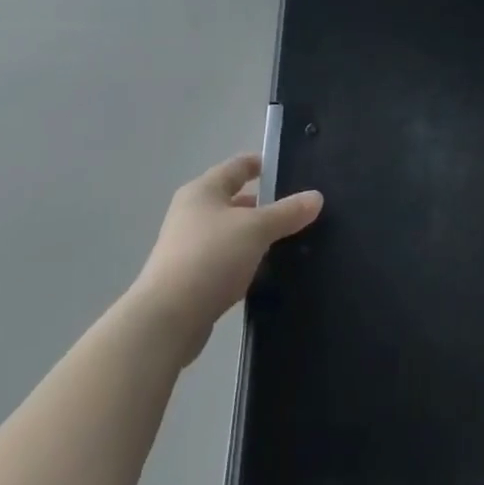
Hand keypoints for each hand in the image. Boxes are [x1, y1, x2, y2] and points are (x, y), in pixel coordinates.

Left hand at [131, 154, 322, 364]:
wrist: (166, 320)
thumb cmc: (211, 257)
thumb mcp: (256, 229)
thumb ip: (288, 212)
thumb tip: (317, 196)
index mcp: (203, 191)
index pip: (238, 166)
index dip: (262, 164)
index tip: (289, 168)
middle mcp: (192, 214)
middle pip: (234, 200)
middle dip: (265, 204)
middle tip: (298, 209)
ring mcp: (188, 247)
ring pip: (232, 233)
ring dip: (256, 236)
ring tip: (290, 240)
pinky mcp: (191, 279)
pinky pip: (226, 261)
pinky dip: (246, 261)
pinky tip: (267, 271)